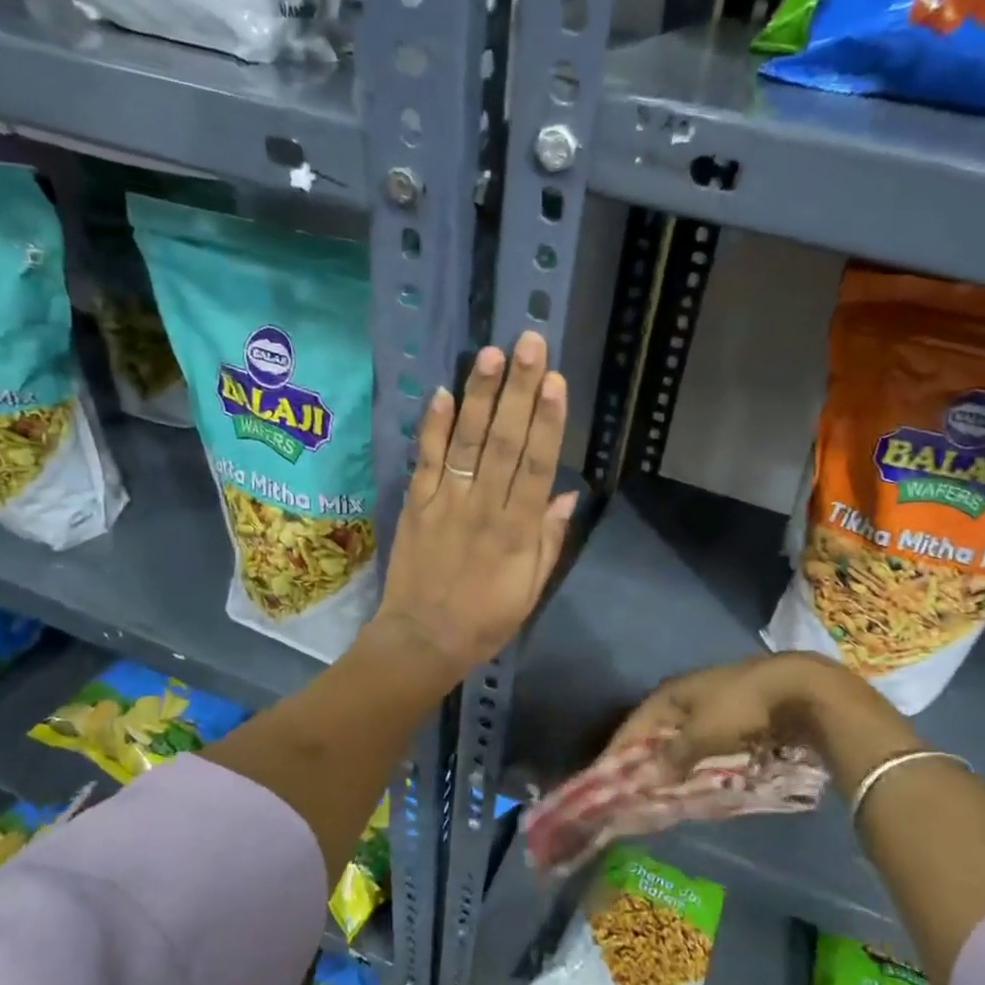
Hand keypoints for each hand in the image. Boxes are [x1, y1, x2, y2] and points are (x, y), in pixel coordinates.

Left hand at [372, 330, 577, 683]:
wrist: (423, 640)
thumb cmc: (486, 619)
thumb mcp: (532, 590)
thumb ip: (550, 541)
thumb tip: (568, 495)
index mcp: (518, 531)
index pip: (537, 466)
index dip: (547, 422)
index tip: (555, 381)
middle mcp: (484, 508)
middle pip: (505, 442)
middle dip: (518, 391)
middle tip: (529, 345)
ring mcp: (446, 503)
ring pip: (467, 442)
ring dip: (480, 397)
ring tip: (491, 354)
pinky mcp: (416, 504)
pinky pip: (427, 460)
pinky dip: (434, 426)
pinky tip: (444, 392)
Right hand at [610, 652, 911, 777]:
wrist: (799, 690)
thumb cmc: (742, 708)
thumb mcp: (702, 734)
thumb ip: (673, 756)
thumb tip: (643, 779)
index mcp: (671, 693)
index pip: (635, 724)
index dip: (619, 750)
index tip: (603, 779)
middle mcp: (687, 694)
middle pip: (656, 730)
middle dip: (643, 757)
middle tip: (630, 788)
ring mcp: (713, 702)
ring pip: (681, 736)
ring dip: (670, 760)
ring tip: (659, 788)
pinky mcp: (736, 714)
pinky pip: (704, 740)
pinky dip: (695, 758)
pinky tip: (694, 775)